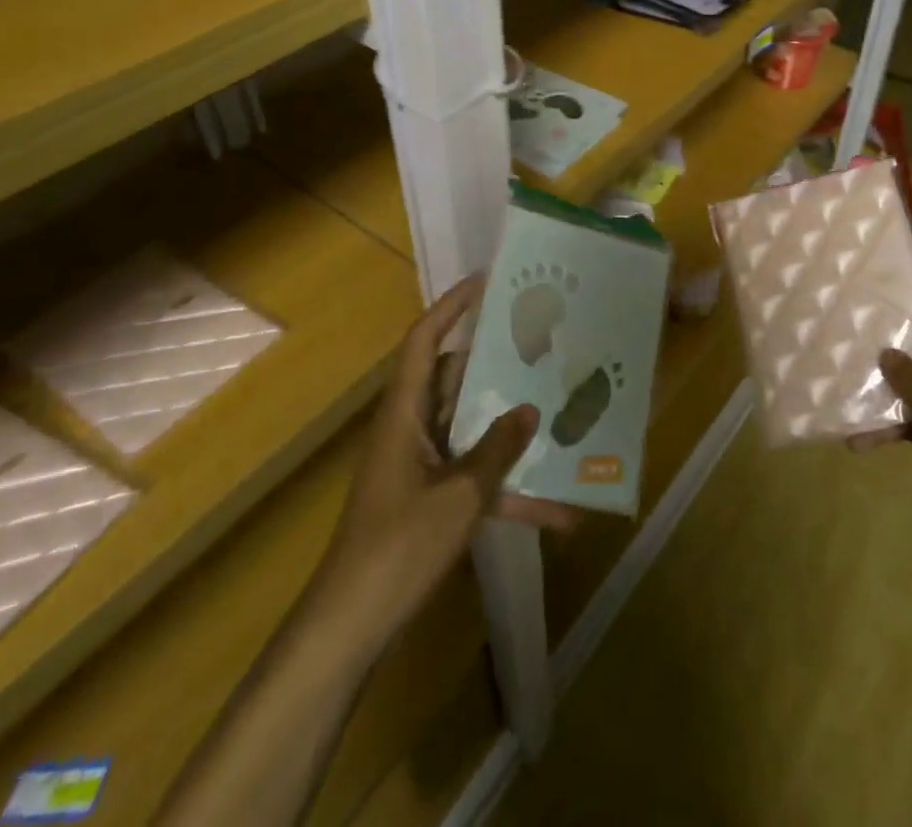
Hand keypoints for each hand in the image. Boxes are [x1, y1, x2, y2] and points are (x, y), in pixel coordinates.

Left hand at [309, 275, 574, 666]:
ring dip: (510, 434)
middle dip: (498, 366)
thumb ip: (497, 450)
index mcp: (405, 414)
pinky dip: (508, 489)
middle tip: (542, 347)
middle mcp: (412, 429)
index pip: (423, 341)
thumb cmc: (398, 548)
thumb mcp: (459, 496)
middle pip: (455, 381)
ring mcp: (421, 465)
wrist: (351, 628)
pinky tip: (556, 512)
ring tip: (560, 417)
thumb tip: (529, 409)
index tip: (486, 283)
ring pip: (471, 430)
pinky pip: (474, 478)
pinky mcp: (429, 498)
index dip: (450, 307)